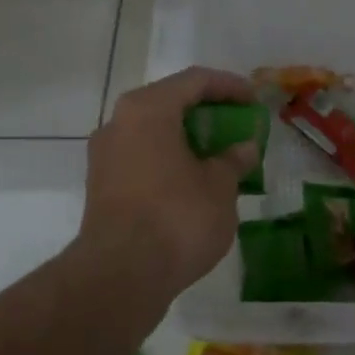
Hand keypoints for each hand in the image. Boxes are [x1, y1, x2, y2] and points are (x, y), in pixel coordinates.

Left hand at [78, 67, 259, 302]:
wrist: (121, 274)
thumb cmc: (177, 217)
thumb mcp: (219, 187)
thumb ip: (233, 160)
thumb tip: (244, 148)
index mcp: (147, 109)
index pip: (194, 80)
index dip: (229, 86)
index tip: (254, 100)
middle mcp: (118, 123)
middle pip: (168, 104)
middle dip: (206, 113)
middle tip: (237, 126)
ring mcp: (104, 156)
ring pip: (152, 134)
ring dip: (186, 140)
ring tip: (218, 157)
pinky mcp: (100, 187)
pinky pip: (141, 159)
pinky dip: (168, 162)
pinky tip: (192, 182)